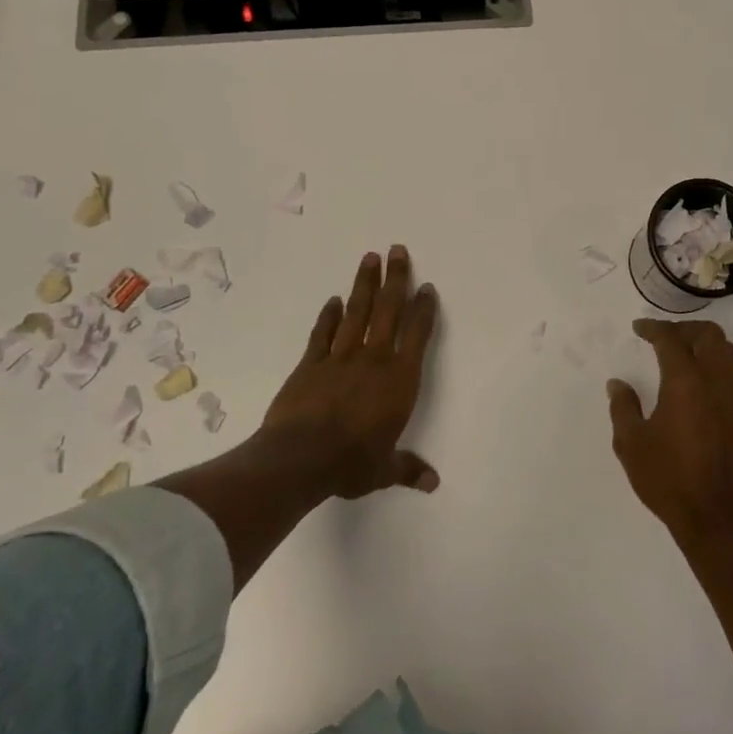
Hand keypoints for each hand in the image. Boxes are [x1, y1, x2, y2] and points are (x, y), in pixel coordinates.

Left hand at [259, 245, 440, 499]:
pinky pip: (322, 334)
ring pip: (357, 313)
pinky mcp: (310, 364)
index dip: (424, 309)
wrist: (298, 460)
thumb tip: (433, 483)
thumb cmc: (350, 463)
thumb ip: (407, 469)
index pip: (417, 335)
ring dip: (364, 285)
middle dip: (395, 279)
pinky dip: (328, 316)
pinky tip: (333, 300)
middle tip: (398, 250)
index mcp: (399, 380)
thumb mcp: (383, 471)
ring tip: (370, 258)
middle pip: (388, 311)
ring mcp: (340, 358)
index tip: (427, 287)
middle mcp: (374, 360)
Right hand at [607, 319, 732, 547]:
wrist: (720, 521)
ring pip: (729, 353)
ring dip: (706, 346)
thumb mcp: (632, 445)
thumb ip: (623, 408)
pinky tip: (701, 390)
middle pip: (710, 335)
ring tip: (684, 358)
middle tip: (665, 339)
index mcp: (686, 382)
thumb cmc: (669, 480)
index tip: (639, 329)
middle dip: (686, 329)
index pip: (671, 340)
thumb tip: (619, 384)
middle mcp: (717, 382)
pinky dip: (718, 369)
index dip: (653, 329)